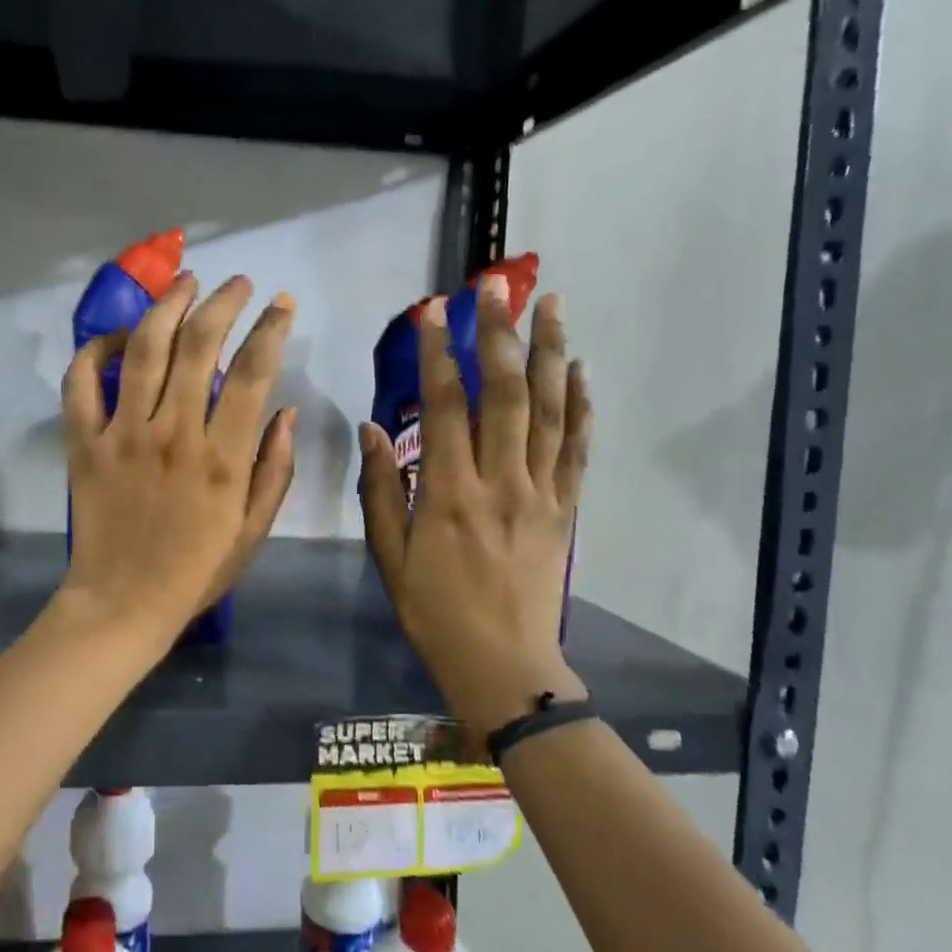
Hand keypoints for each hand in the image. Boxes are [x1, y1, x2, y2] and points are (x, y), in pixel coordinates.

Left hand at [62, 271, 297, 647]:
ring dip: (167, 306)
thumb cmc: (196, 571)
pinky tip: (116, 336)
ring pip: (144, 349)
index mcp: (222, 457)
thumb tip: (286, 411)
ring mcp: (122, 433)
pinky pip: (81, 383)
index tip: (283, 303)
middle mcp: (173, 433)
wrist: (123, 604)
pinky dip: (94, 351)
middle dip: (222, 302)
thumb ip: (274, 468)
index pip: (252, 372)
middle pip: (198, 344)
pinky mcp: (84, 442)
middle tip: (237, 283)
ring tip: (185, 281)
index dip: (271, 328)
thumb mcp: (254, 530)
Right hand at [359, 276, 591, 733]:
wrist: (503, 665)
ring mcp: (541, 493)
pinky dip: (581, 405)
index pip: (445, 408)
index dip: (437, 354)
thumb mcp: (389, 558)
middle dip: (498, 334)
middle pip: (504, 394)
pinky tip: (579, 369)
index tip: (432, 311)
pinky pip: (577, 448)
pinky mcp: (566, 509)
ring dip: (550, 352)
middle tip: (495, 286)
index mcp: (449, 495)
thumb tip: (370, 428)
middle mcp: (500, 483)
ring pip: (549, 410)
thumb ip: (380, 490)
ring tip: (551, 303)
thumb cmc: (434, 613)